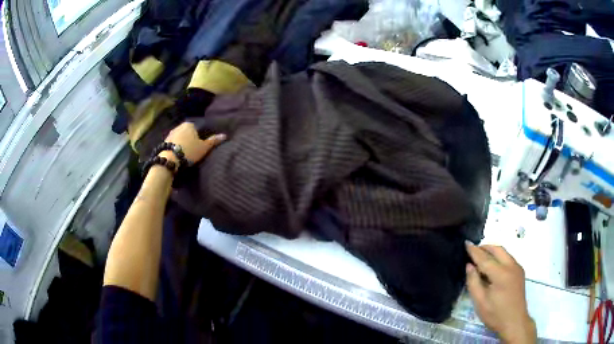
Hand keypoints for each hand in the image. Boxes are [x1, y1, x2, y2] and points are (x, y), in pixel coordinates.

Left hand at [162, 122, 225, 163]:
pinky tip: (179, 152)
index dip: (202, 135)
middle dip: (192, 138)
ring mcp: (171, 133)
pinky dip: (177, 145)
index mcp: (190, 124)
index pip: (199, 127)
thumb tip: (224, 135)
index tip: (203, 143)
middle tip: (196, 148)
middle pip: (189, 131)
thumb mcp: (204, 147)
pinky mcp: (165, 141)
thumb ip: (213, 140)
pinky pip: (174, 142)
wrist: (170, 159)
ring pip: (181, 136)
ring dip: (184, 142)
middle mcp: (180, 126)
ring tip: (187, 151)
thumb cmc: (189, 151)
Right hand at [465, 243, 536, 343]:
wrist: (514, 322)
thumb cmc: (495, 314)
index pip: (485, 258)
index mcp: (501, 274)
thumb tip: (469, 266)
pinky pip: (508, 258)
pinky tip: (492, 266)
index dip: (474, 251)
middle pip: (497, 250)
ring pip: (504, 252)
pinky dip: (499, 257)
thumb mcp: (480, 302)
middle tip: (473, 250)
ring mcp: (517, 268)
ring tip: (481, 257)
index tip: (466, 243)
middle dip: (485, 247)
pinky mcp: (519, 272)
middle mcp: (511, 266)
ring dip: (492, 251)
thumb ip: (473, 282)